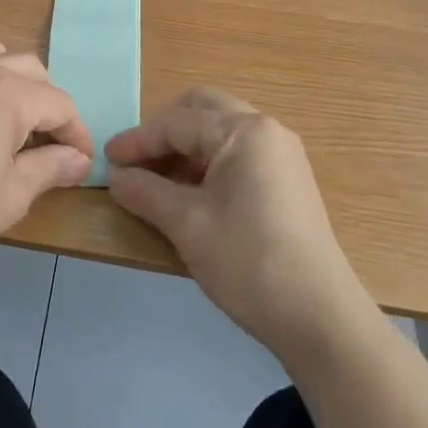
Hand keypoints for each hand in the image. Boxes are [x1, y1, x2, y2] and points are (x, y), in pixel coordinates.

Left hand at [0, 33, 93, 285]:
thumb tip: (78, 160)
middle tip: (43, 146)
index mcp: (9, 93)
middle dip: (45, 104)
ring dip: (2, 76)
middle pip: (29, 69)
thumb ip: (50, 168)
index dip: (76, 134)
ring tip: (1, 115)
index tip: (79, 163)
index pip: (59, 104)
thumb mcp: (12, 196)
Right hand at [106, 88, 367, 362]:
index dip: (138, 140)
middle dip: (164, 130)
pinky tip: (190, 193)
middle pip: (203, 110)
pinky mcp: (288, 179)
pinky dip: (209, 162)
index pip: (177, 122)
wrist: (320, 318)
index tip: (107, 159)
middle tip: (136, 159)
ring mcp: (281, 153)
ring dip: (186, 146)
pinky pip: (238, 152)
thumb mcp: (187, 225)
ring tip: (157, 180)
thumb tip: (115, 177)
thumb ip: (146, 193)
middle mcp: (265, 129)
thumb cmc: (249, 262)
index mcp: (243, 130)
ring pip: (221, 130)